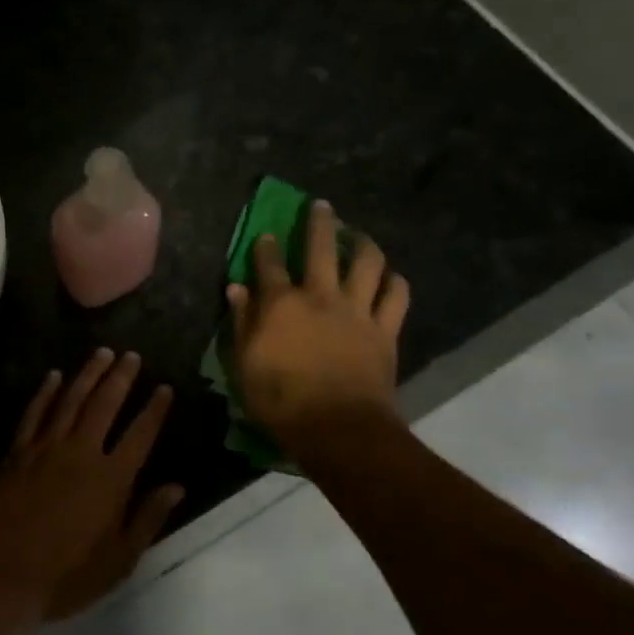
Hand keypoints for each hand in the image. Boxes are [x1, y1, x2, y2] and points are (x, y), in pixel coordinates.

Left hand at [0, 349, 183, 620]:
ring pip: (71, 400)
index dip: (155, 410)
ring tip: (102, 353)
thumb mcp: (120, 559)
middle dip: (121, 377)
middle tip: (131, 355)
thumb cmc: (67, 576)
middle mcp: (81, 452)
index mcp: (112, 478)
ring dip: (88, 374)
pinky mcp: (17, 452)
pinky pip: (34, 413)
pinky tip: (54, 376)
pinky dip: (46, 392)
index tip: (165, 388)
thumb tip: (176, 487)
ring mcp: (46, 448)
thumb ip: (148, 518)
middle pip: (105, 405)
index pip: (141, 434)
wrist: (3, 576)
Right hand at [227, 199, 410, 450]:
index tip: (265, 235)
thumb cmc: (280, 400)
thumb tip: (237, 289)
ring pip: (367, 263)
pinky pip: (396, 296)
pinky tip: (391, 277)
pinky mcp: (384, 329)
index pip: (269, 264)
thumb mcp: (244, 364)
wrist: (338, 428)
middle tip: (321, 206)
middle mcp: (320, 296)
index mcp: (281, 303)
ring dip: (363, 243)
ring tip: (359, 236)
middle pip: (322, 247)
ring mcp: (356, 310)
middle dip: (319, 223)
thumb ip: (241, 323)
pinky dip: (395, 282)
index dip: (265, 247)